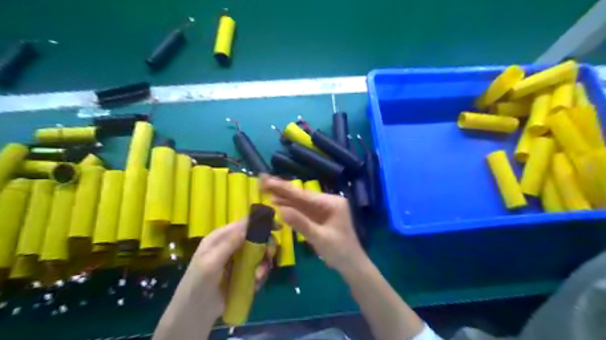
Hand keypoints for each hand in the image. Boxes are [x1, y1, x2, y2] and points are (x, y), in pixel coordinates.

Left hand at [189, 219, 274, 316]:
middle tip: (270, 254)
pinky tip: (256, 282)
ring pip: (260, 252)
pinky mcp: (244, 272)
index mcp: (221, 237)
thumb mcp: (210, 263)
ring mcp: (238, 259)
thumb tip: (248, 225)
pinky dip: (261, 273)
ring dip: (264, 262)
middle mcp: (232, 245)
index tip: (277, 226)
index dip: (261, 222)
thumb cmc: (198, 285)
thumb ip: (228, 244)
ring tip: (259, 275)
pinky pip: (258, 267)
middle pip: (256, 236)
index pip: (244, 223)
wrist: (195, 315)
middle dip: (266, 245)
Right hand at [260, 175, 363, 272]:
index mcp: (332, 202)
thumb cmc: (340, 251)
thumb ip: (300, 223)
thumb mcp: (319, 238)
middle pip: (302, 195)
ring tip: (265, 190)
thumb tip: (280, 210)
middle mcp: (328, 201)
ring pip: (300, 202)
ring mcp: (323, 209)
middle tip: (263, 181)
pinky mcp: (319, 217)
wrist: (352, 265)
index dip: (285, 188)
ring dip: (283, 197)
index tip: (268, 181)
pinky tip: (277, 202)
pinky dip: (290, 207)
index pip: (305, 195)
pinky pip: (302, 210)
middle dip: (282, 189)